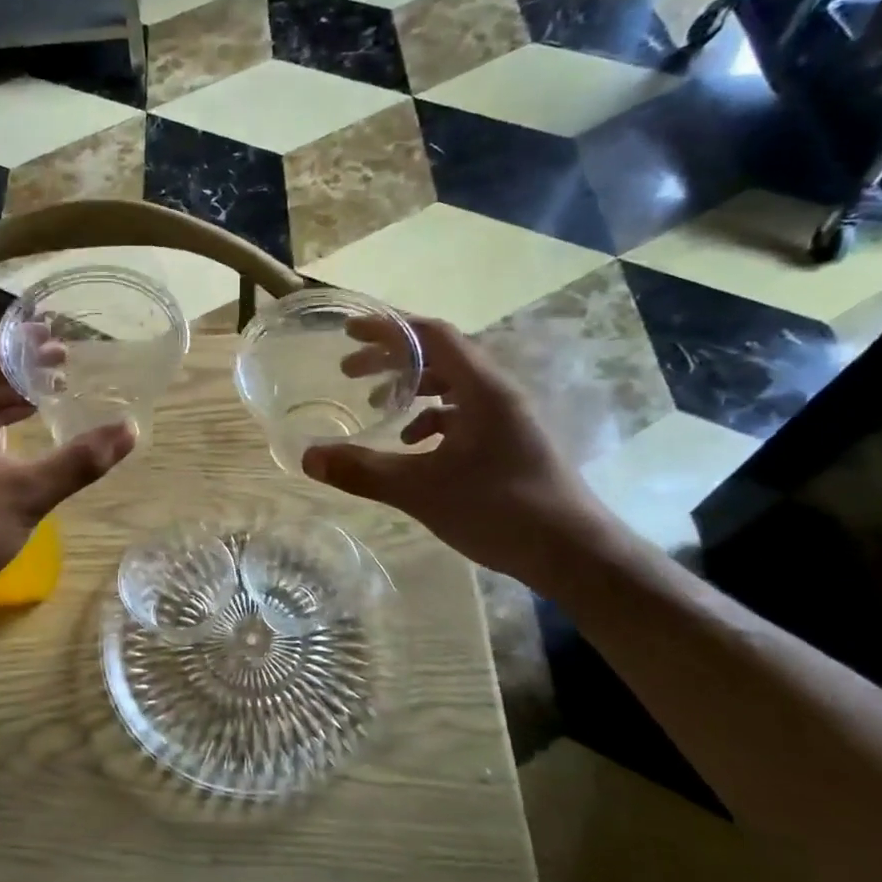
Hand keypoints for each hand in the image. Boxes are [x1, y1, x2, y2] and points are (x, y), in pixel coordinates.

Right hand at [302, 316, 619, 586]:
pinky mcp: (510, 441)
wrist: (573, 553)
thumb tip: (309, 458)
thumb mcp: (421, 491)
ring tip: (376, 407)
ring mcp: (507, 417)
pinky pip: (464, 413)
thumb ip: (363, 471)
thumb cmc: (500, 510)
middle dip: (391, 359)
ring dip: (411, 389)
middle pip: (440, 356)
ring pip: (452, 385)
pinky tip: (413, 446)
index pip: (432, 335)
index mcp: (482, 388)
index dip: (388, 329)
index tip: (349, 333)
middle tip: (348, 371)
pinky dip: (432, 419)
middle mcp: (498, 392)